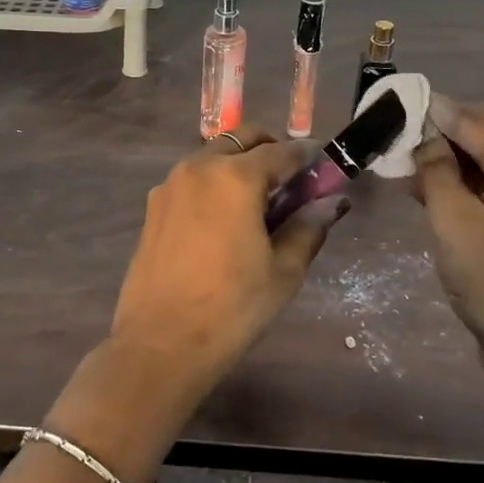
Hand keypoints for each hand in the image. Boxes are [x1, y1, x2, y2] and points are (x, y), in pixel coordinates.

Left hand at [110, 126, 346, 393]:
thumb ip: (308, 227)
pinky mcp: (153, 206)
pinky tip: (222, 220)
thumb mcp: (283, 271)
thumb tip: (330, 203)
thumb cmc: (232, 307)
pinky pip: (191, 179)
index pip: (282, 151)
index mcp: (235, 176)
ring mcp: (170, 184)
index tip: (322, 171)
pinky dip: (213, 183)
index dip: (307, 158)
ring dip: (238, 164)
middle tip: (290, 182)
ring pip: (213, 155)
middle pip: (242, 139)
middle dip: (270, 150)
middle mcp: (199, 167)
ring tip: (256, 204)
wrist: (161, 343)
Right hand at [412, 95, 483, 394]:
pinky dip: (447, 190)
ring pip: (473, 169)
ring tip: (389, 157)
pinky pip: (476, 195)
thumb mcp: (456, 220)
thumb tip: (422, 135)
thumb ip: (436, 171)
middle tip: (381, 132)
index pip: (471, 120)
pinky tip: (414, 190)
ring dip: (435, 165)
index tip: (387, 101)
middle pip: (474, 141)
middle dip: (430, 137)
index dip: (429, 111)